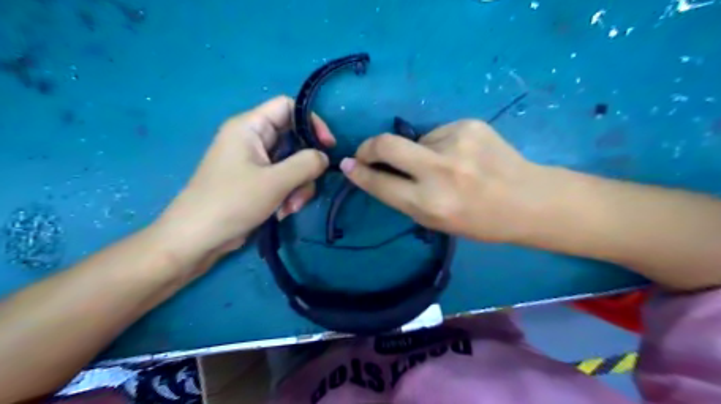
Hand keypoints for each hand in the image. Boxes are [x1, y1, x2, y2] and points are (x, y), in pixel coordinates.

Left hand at [156, 95, 334, 264]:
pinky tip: (282, 212)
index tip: (328, 146)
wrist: (198, 238)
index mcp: (250, 127)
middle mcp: (252, 139)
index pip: (288, 107)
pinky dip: (289, 194)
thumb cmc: (233, 202)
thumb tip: (324, 157)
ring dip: (299, 186)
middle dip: (305, 166)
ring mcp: (254, 161)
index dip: (312, 122)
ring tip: (290, 207)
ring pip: (292, 163)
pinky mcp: (256, 181)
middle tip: (306, 187)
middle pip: (294, 139)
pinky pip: (283, 179)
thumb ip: (306, 164)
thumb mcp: (275, 181)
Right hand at [339, 118, 546, 240]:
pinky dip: (440, 144)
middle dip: (368, 147)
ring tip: (446, 165)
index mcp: (430, 204)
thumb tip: (376, 172)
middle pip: (386, 146)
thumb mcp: (436, 221)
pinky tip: (462, 155)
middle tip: (367, 152)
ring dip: (419, 152)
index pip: (380, 183)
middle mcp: (439, 171)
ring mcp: (455, 143)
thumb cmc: (480, 221)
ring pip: (416, 140)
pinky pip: (438, 133)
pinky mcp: (469, 125)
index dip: (359, 173)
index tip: (347, 165)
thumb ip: (404, 197)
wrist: (529, 200)